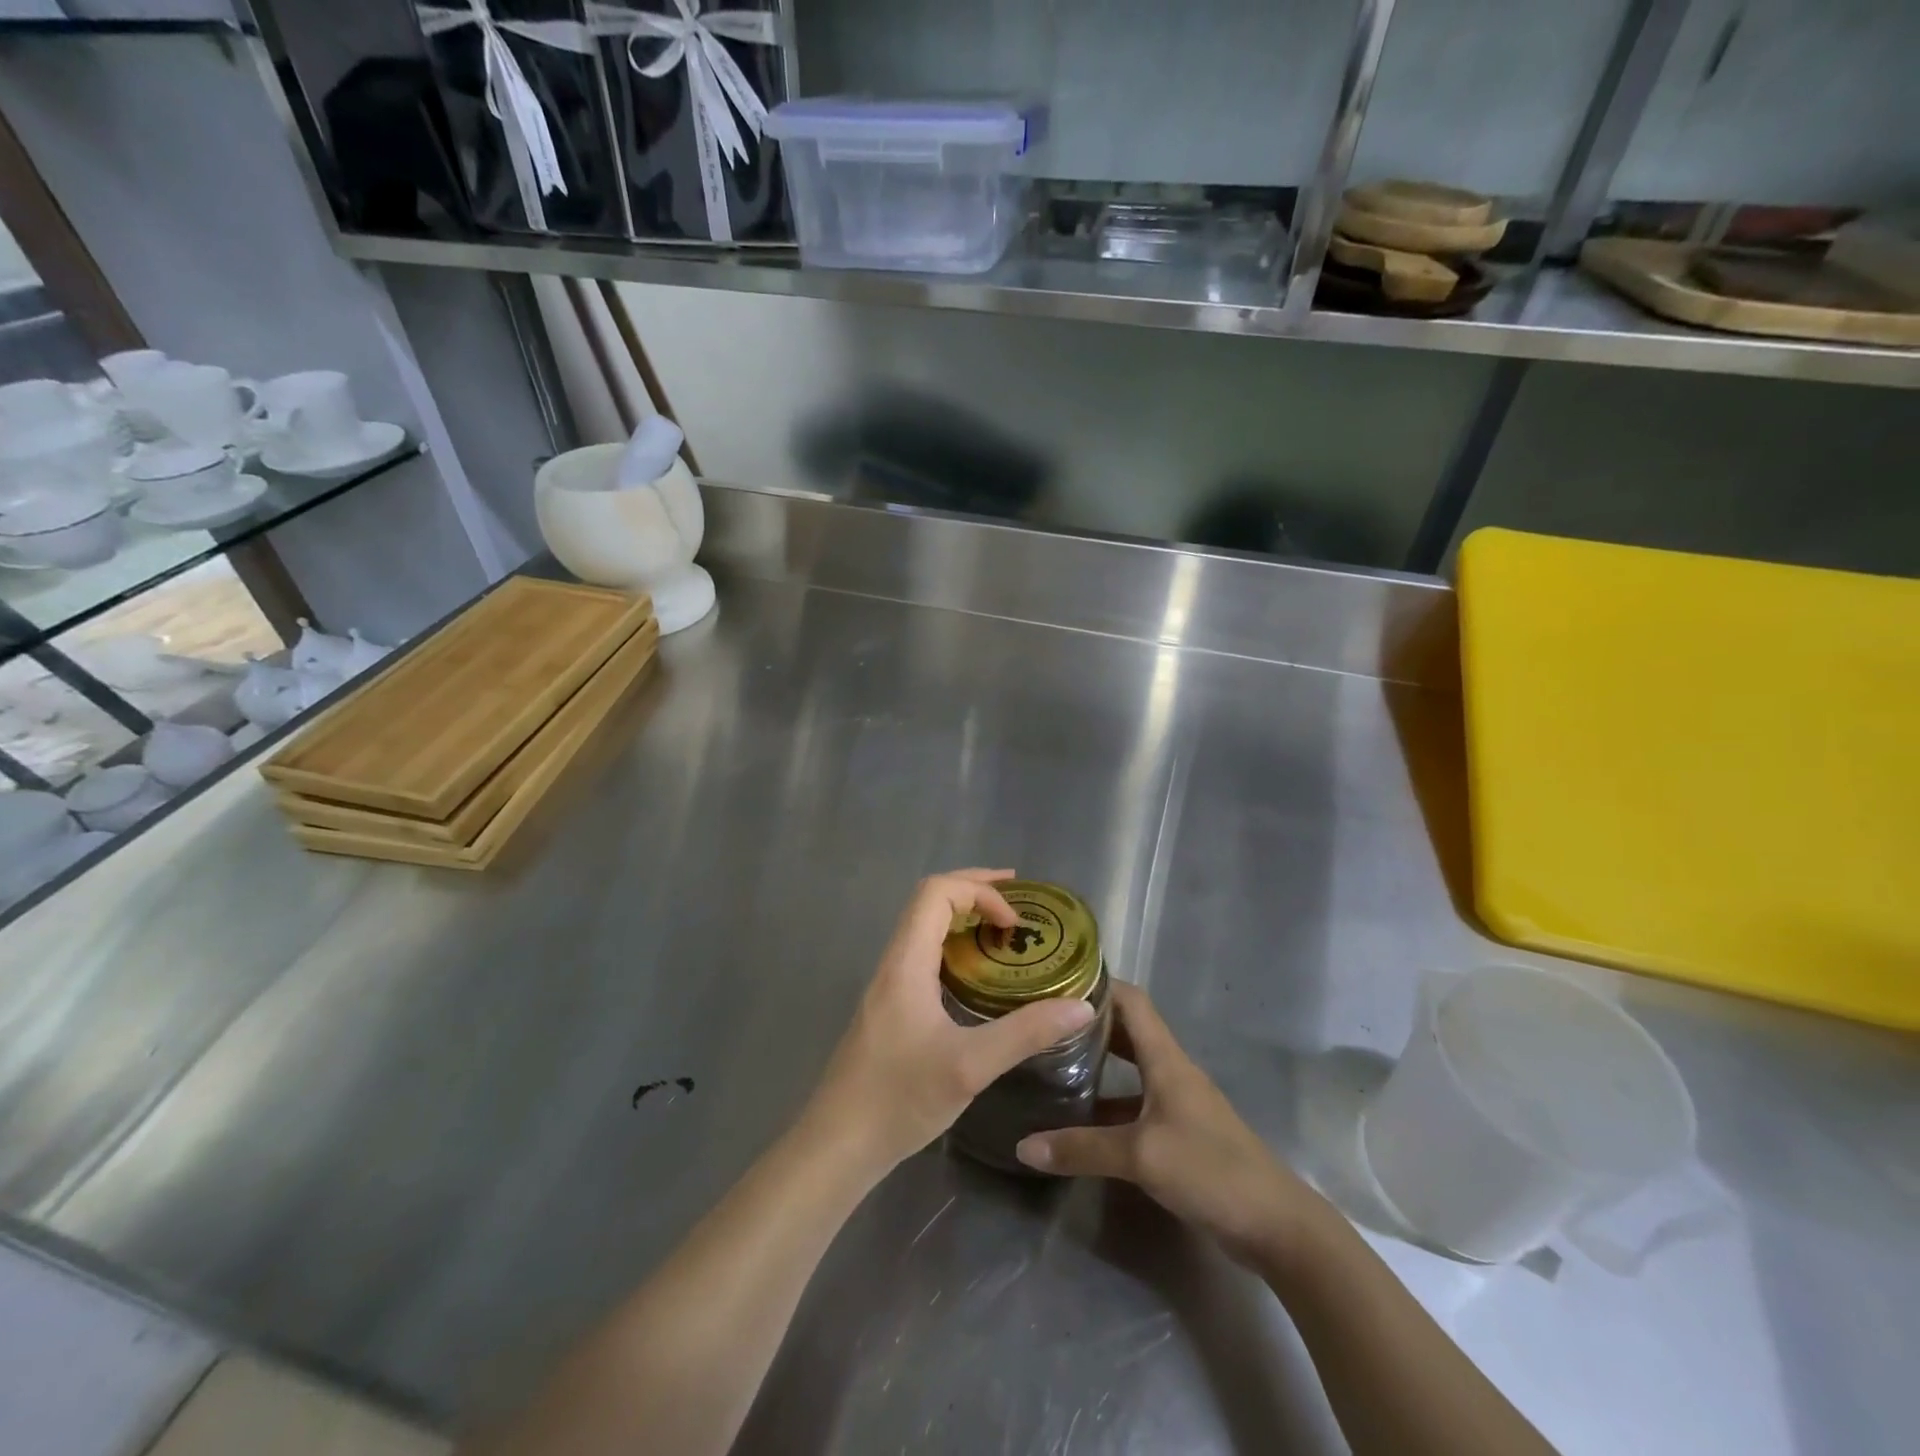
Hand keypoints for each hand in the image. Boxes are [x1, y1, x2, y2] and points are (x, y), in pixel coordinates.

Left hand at [805, 870, 1096, 1176]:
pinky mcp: (890, 1008)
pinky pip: (924, 956)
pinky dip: (955, 947)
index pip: (937, 892)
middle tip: (1018, 904)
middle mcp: (894, 963)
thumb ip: (1026, 1033)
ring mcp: (888, 986)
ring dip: (964, 918)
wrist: (838, 1144)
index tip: (1014, 923)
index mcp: (906, 962)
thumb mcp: (970, 1066)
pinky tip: (978, 978)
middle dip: (975, 892)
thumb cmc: (899, 1099)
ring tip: (1004, 932)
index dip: (980, 891)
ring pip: (924, 929)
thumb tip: (1079, 1006)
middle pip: (929, 901)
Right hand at [1015, 983, 1334, 1270]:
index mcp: (1165, 1059)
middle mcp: (1170, 1071)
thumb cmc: (1210, 1170)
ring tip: (1052, 1060)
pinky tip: (1080, 1117)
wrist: (1275, 1225)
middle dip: (1088, 1022)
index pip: (1131, 1001)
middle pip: (1127, 1030)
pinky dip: (1108, 1102)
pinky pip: (1135, 1104)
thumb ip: (1081, 1149)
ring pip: (1130, 1069)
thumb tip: (1022, 1146)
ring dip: (1097, 1062)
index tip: (1057, 980)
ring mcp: (1177, 1102)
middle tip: (1044, 1020)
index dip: (1098, 984)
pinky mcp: (1179, 1133)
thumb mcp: (1140, 1156)